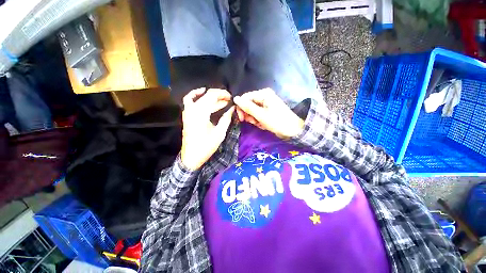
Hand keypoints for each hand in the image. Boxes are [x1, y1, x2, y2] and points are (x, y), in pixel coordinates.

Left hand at [181, 88, 234, 170]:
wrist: (191, 156)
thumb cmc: (206, 146)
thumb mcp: (220, 133)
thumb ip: (226, 119)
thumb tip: (232, 109)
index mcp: (201, 113)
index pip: (212, 96)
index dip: (223, 94)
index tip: (231, 98)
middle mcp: (193, 109)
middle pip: (207, 95)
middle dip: (219, 95)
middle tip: (229, 99)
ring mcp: (188, 112)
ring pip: (200, 97)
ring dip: (211, 97)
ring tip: (223, 100)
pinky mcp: (187, 115)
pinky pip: (189, 100)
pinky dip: (195, 95)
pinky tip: (203, 93)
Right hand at [233, 88, 303, 138]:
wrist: (292, 130)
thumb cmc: (277, 121)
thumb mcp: (261, 115)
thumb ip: (247, 107)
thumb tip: (235, 98)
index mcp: (263, 94)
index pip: (245, 98)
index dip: (241, 107)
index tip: (241, 118)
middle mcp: (264, 97)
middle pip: (249, 104)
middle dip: (249, 115)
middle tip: (253, 122)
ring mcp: (266, 104)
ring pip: (252, 111)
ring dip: (254, 119)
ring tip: (260, 124)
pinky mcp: (267, 111)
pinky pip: (258, 114)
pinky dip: (258, 120)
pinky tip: (263, 124)